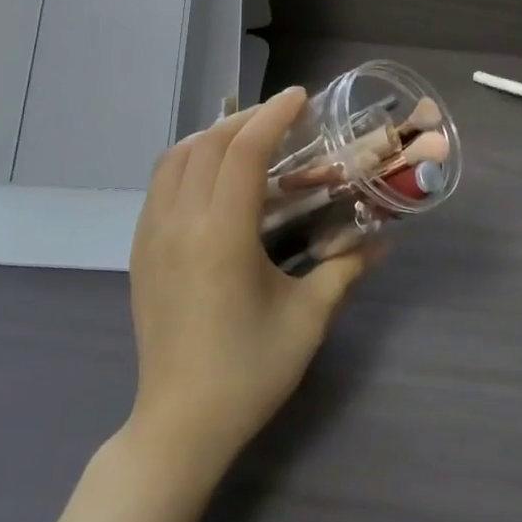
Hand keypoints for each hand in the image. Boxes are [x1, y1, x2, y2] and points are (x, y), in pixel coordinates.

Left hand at [127, 87, 372, 475]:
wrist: (179, 424)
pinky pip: (161, 184)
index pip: (245, 151)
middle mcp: (179, 222)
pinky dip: (188, 161)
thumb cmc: (249, 372)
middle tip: (283, 116)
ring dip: (212, 136)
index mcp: (222, 234)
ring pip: (176, 158)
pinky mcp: (140, 251)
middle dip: (247, 119)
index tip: (299, 97)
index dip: (273, 116)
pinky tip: (214, 177)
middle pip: (208, 144)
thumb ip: (344, 270)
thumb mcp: (307, 319)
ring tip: (248, 137)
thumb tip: (381, 242)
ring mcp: (151, 235)